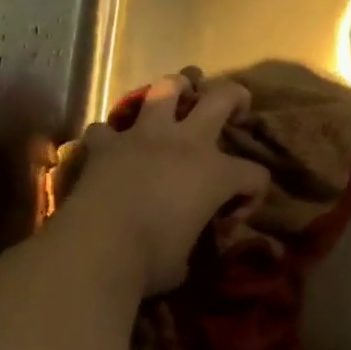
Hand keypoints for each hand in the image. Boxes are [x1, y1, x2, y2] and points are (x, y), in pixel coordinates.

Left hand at [57, 75, 269, 296]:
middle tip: (235, 109)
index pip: (254, 174)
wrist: (96, 248)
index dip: (252, 196)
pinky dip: (111, 137)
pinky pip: (107, 128)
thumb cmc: (151, 260)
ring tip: (177, 99)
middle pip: (221, 97)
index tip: (231, 221)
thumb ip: (193, 240)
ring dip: (175, 90)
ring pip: (165, 88)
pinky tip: (112, 148)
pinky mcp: (106, 144)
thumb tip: (186, 245)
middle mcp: (185, 143)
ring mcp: (143, 136)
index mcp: (215, 172)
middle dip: (234, 98)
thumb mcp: (186, 260)